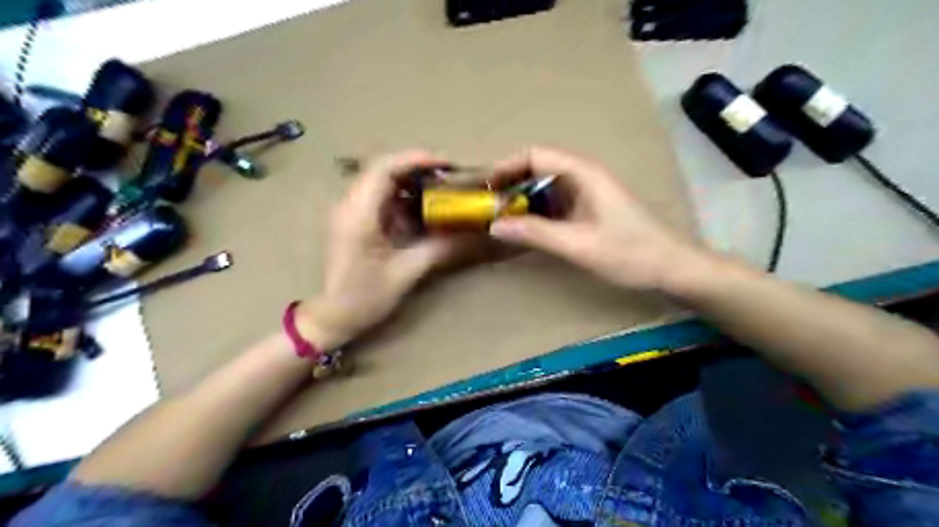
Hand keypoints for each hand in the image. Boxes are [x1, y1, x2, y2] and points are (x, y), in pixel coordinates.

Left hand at [296, 151, 482, 350]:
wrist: (332, 317)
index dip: (416, 160)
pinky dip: (404, 197)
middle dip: (418, 168)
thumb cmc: (365, 298)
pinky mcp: (355, 220)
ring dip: (412, 182)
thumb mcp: (406, 273)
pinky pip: (381, 197)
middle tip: (449, 177)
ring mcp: (350, 211)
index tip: (447, 165)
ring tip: (441, 190)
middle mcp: (350, 205)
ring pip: (382, 181)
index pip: (384, 169)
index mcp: (358, 216)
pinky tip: (423, 209)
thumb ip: (440, 248)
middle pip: (383, 169)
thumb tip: (474, 232)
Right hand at [488, 146, 708, 292]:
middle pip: (537, 168)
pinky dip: (534, 213)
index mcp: (582, 174)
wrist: (672, 268)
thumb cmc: (630, 253)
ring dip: (520, 200)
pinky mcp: (587, 210)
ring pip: (543, 187)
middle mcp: (582, 177)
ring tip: (498, 219)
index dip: (507, 166)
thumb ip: (536, 233)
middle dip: (509, 184)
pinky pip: (553, 204)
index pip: (535, 155)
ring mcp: (586, 193)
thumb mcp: (579, 245)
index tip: (484, 188)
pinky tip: (523, 230)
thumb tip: (494, 225)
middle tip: (486, 207)